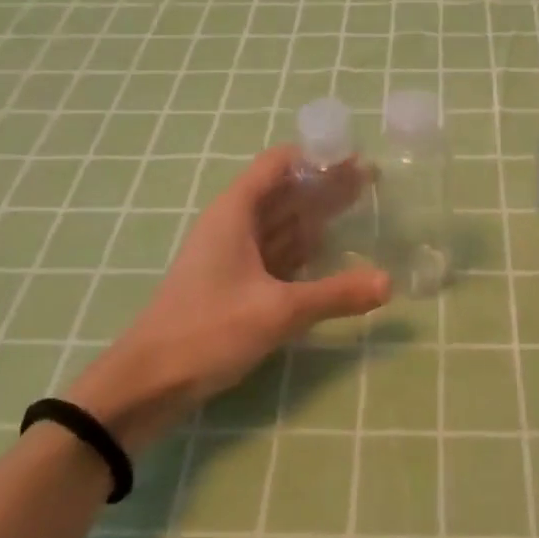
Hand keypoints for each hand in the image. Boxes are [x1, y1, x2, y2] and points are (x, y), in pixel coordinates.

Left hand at [70, 147, 388, 449]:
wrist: (150, 381)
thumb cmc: (208, 330)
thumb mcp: (278, 311)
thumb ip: (335, 294)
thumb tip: (389, 283)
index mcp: (235, 212)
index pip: (278, 163)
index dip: (316, 156)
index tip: (355, 157)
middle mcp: (234, 224)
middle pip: (284, 191)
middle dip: (325, 185)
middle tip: (373, 182)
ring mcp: (233, 254)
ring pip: (281, 223)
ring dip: (317, 215)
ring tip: (361, 208)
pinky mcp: (235, 283)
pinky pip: (276, 253)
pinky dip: (303, 249)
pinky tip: (330, 251)